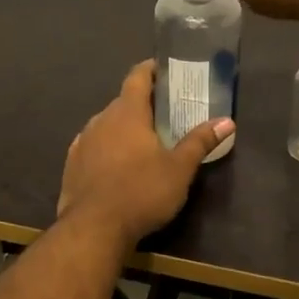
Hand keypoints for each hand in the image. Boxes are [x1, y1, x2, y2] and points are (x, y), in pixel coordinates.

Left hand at [57, 61, 233, 246]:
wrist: (93, 229)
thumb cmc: (141, 192)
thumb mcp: (179, 169)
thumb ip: (200, 142)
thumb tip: (227, 121)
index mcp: (126, 113)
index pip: (137, 77)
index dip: (151, 70)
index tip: (165, 72)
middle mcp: (100, 120)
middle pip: (123, 102)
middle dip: (143, 104)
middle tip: (165, 114)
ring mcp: (82, 142)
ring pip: (106, 125)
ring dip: (124, 128)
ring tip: (144, 142)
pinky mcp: (72, 165)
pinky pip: (94, 146)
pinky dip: (108, 148)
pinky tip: (118, 165)